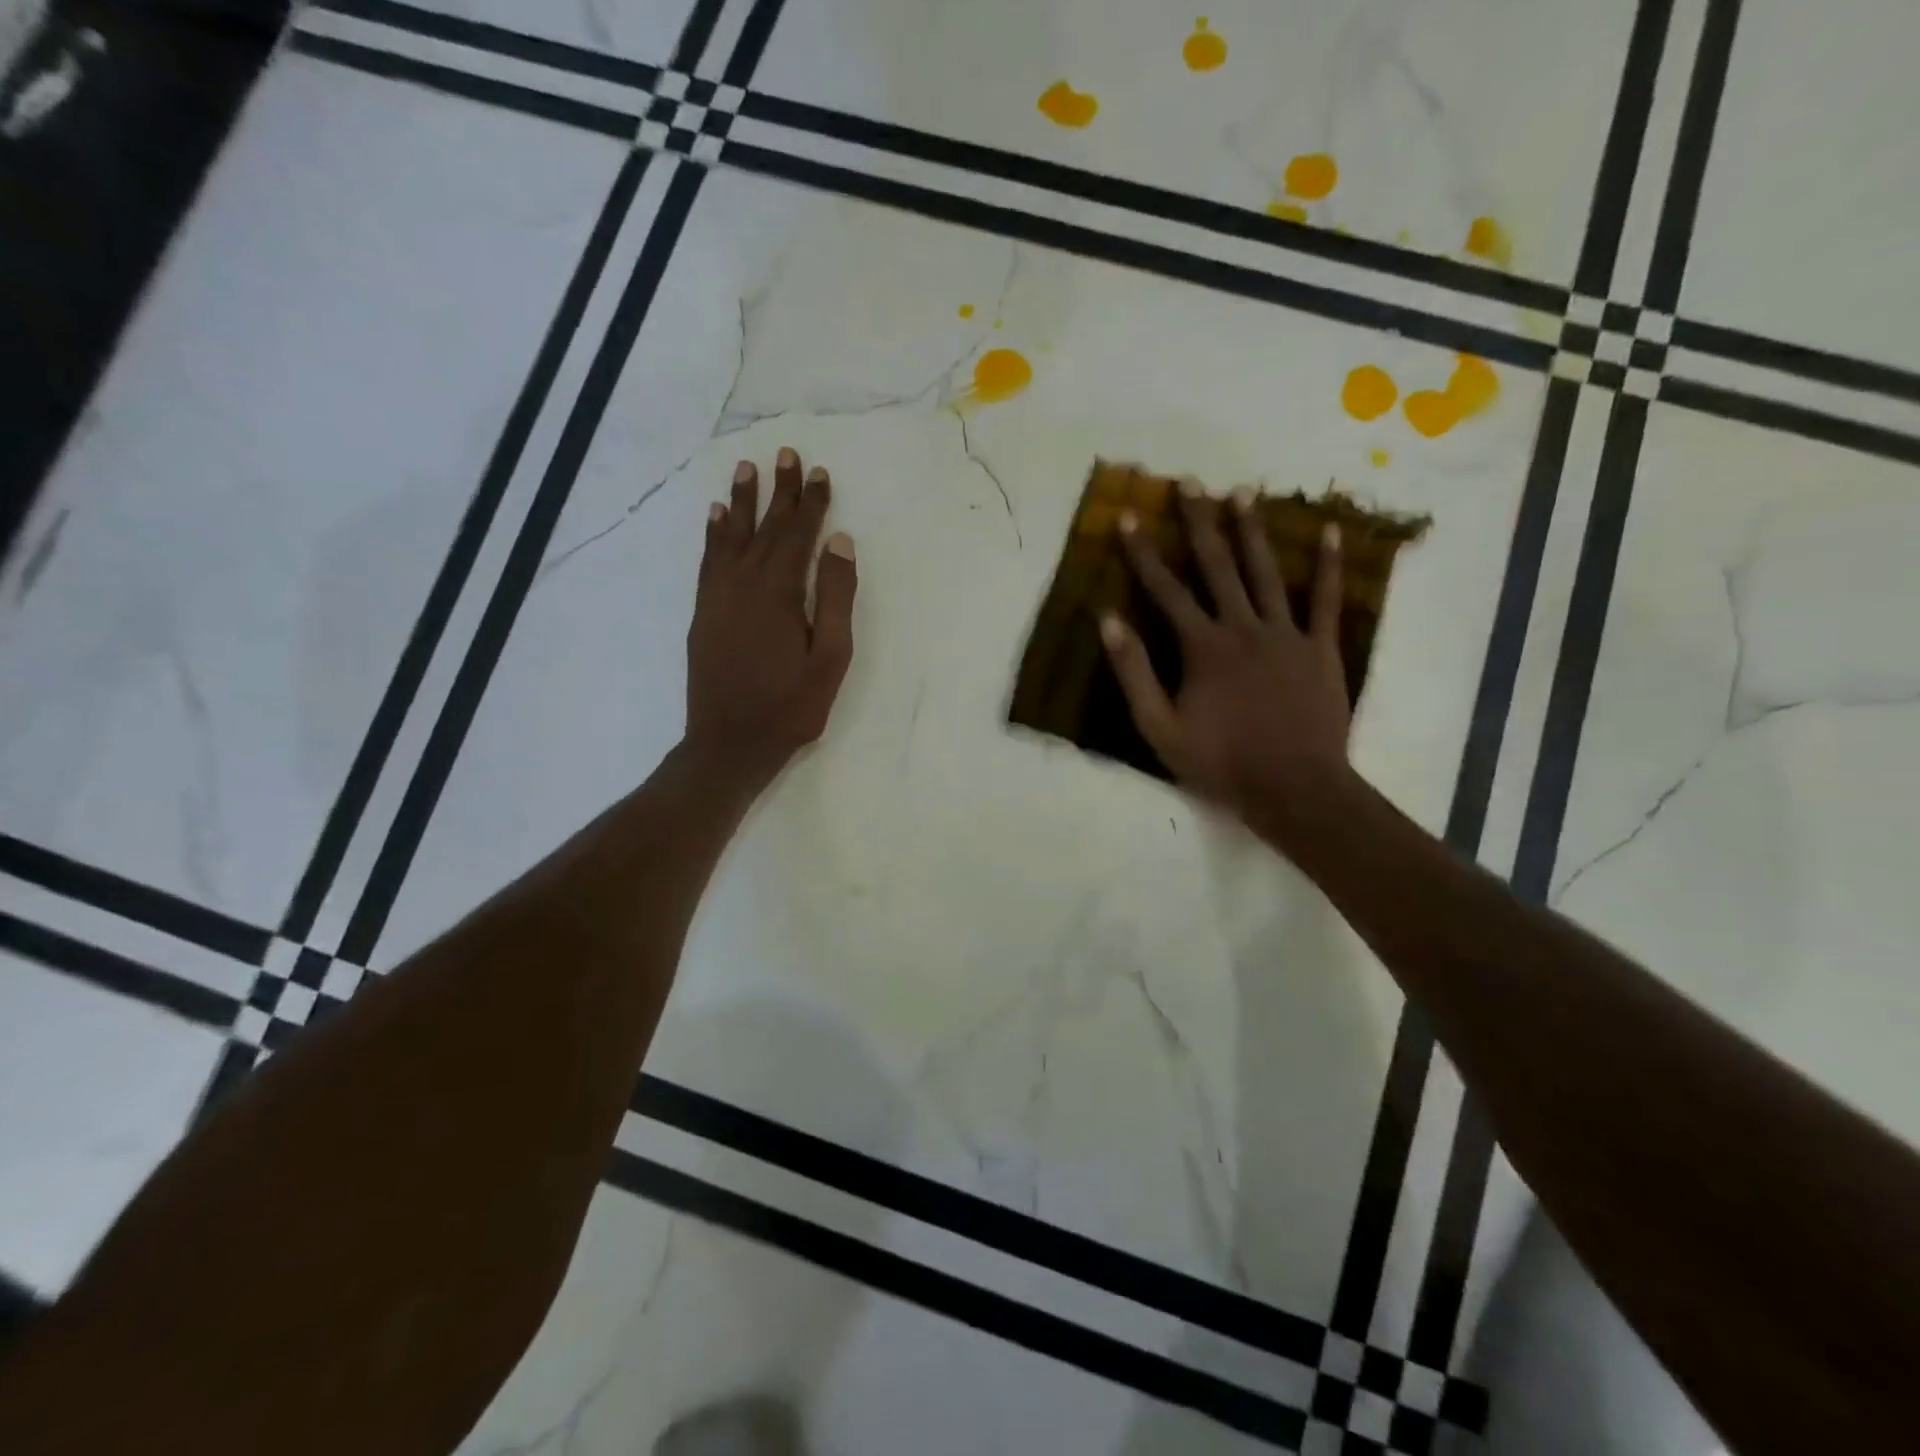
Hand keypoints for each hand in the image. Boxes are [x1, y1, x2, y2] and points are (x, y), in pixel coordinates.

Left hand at [685, 447, 856, 782]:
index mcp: (780, 591)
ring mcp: (718, 596)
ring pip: (731, 536)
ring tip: (746, 469)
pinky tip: (714, 517)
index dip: (811, 503)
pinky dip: (713, 534)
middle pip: (765, 527)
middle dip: (778, 491)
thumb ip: (836, 597)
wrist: (729, 742)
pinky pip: (708, 560)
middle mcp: (744, 582)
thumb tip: (840, 543)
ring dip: (740, 501)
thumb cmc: (790, 705)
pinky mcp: (703, 612)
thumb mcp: (831, 657)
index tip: (819, 472)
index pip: (798, 534)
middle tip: (786, 453)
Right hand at [1101, 482, 1353, 840]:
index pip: (1165, 590)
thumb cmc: (1221, 762)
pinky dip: (1327, 565)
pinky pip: (1326, 599)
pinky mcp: (1320, 648)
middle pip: (1217, 566)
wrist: (1294, 787)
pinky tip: (1329, 531)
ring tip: (1241, 493)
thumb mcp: (1159, 727)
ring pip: (1265, 572)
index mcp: (1202, 647)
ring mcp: (1286, 634)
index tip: (1129, 516)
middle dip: (1200, 522)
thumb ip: (1134, 672)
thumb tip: (1109, 620)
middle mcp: (1242, 628)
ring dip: (1251, 531)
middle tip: (1190, 482)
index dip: (1144, 553)